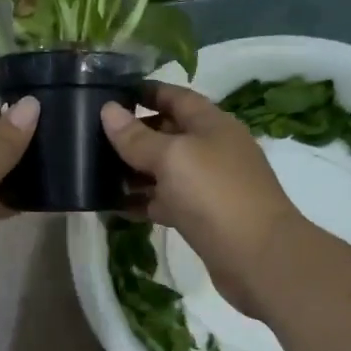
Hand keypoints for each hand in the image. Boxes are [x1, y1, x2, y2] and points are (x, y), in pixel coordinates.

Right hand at [100, 84, 301, 316]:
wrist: (258, 257)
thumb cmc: (215, 194)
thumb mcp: (172, 157)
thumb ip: (137, 137)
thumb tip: (108, 110)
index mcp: (211, 124)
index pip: (175, 97)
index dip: (144, 93)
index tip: (108, 95)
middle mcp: (211, 149)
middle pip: (167, 133)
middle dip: (133, 134)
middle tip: (91, 137)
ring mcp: (207, 185)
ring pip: (164, 171)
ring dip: (133, 171)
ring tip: (94, 171)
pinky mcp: (201, 217)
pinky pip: (165, 202)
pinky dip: (141, 202)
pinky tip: (113, 206)